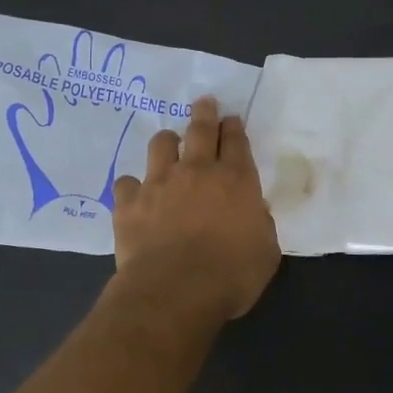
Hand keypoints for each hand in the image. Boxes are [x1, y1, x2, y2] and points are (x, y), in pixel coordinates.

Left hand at [111, 97, 281, 320]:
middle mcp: (197, 171)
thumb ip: (260, 224)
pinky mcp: (129, 203)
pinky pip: (127, 183)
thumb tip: (253, 213)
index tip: (231, 120)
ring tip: (169, 142)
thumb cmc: (231, 275)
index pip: (236, 141)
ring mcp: (159, 183)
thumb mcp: (266, 251)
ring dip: (167, 141)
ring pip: (161, 145)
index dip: (233, 127)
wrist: (176, 290)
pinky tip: (135, 194)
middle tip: (204, 102)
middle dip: (204, 113)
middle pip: (200, 130)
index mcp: (236, 180)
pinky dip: (133, 186)